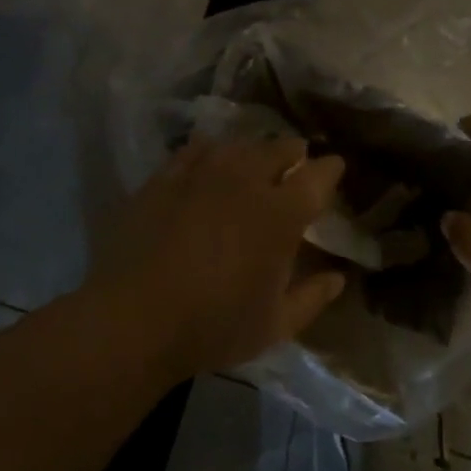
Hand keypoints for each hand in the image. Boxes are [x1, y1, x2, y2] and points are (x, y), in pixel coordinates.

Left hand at [90, 136, 348, 376]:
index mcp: (281, 213)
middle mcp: (245, 180)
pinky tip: (209, 165)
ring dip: (253, 151)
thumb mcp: (275, 325)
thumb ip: (312, 298)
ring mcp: (200, 174)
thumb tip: (338, 277)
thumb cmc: (213, 326)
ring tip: (253, 164)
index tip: (333, 170)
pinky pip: (196, 150)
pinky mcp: (164, 178)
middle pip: (279, 147)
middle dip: (294, 153)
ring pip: (238, 144)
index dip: (330, 169)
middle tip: (295, 165)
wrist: (132, 320)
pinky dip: (211, 153)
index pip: (318, 174)